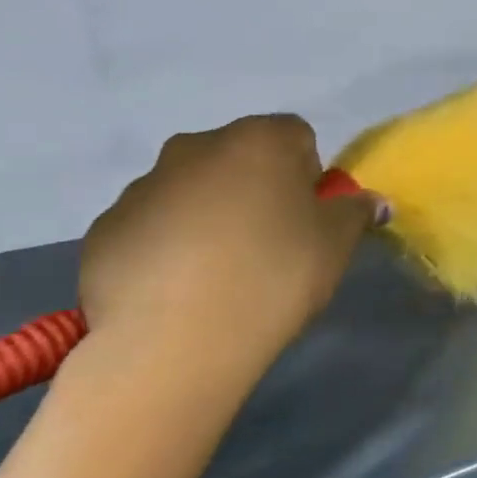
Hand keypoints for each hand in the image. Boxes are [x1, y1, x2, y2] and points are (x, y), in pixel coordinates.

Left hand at [78, 115, 381, 390]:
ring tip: (220, 274)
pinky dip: (168, 246)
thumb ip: (356, 213)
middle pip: (240, 158)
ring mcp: (142, 187)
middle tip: (270, 244)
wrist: (173, 341)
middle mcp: (195, 147)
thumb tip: (372, 201)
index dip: (308, 175)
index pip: (296, 136)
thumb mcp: (336, 244)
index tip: (309, 217)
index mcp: (258, 140)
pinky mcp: (104, 230)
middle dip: (256, 190)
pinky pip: (151, 226)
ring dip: (210, 216)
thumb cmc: (274, 275)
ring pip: (192, 190)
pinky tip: (180, 289)